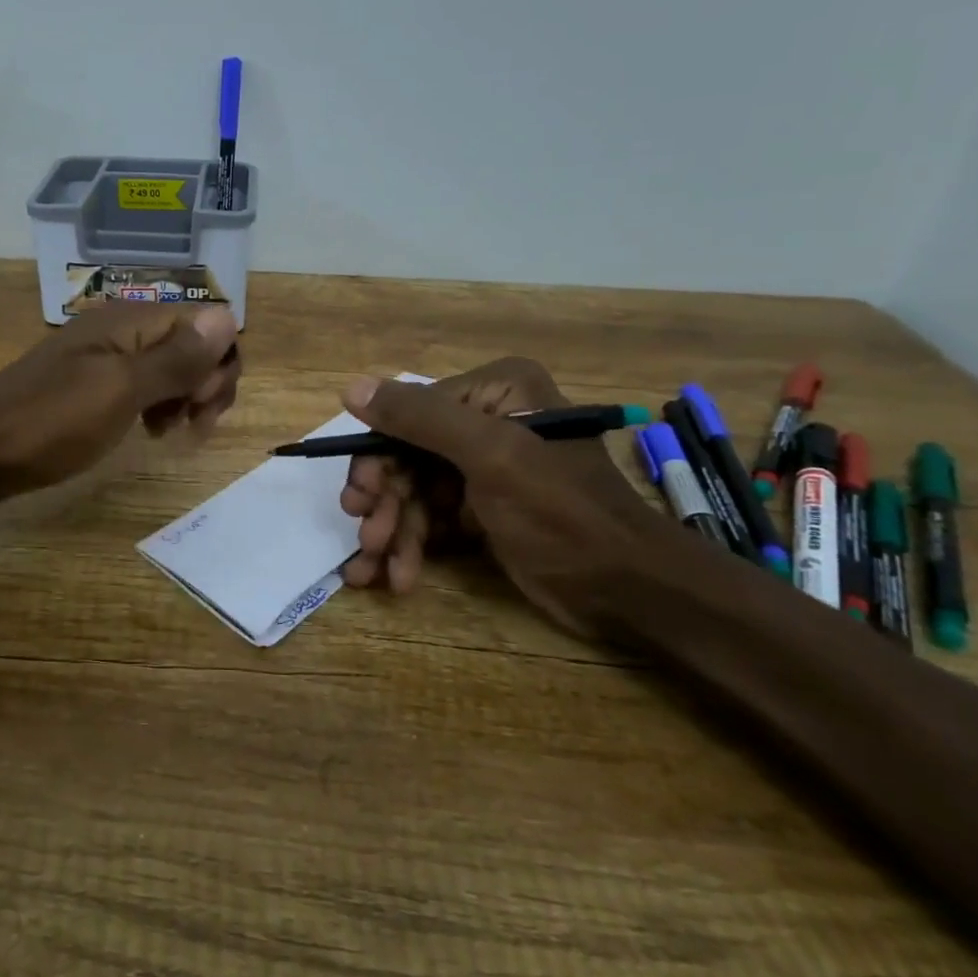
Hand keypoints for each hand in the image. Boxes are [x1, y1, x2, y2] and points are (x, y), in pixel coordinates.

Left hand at [0, 302, 240, 500]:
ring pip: (169, 366)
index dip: (218, 362)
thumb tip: (228, 316)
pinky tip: (150, 431)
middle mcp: (121, 328)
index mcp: (130, 320)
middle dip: (206, 381)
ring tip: (171, 431)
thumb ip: (175, 357)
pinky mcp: (91, 384)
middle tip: (193, 424)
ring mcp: (104, 356)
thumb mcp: (120, 391)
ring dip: (185, 396)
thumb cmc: (50, 422)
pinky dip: (157, 405)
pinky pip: (142, 384)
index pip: (206, 322)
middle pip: (191, 342)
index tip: (203, 406)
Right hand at [337, 358, 656, 637]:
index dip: (378, 458)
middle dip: (386, 504)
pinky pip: (430, 520)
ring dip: (393, 532)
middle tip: (367, 539)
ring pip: (414, 493)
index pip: (411, 416)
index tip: (359, 500)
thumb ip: (421, 418)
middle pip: (408, 457)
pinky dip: (410, 548)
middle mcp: (485, 422)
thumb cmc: (562, 511)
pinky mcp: (482, 509)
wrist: (627, 589)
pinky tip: (394, 577)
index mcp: (494, 393)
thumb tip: (351, 387)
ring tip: (374, 571)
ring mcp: (482, 468)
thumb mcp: (491, 456)